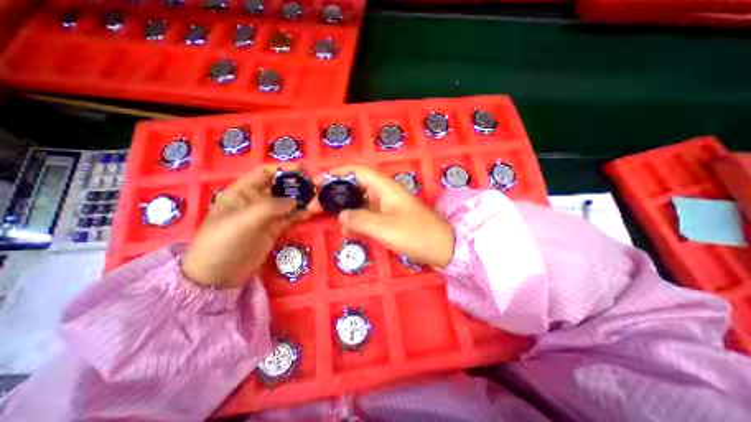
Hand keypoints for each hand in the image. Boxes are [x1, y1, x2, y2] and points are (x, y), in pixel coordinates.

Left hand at [180, 164, 307, 286]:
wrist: (218, 275)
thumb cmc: (223, 242)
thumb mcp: (242, 221)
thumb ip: (269, 207)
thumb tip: (295, 200)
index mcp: (242, 192)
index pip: (264, 174)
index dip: (283, 169)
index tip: (303, 169)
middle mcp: (255, 200)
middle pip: (279, 186)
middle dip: (297, 183)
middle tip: (316, 183)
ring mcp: (266, 215)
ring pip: (287, 202)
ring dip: (302, 198)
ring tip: (318, 197)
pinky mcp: (274, 228)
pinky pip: (290, 217)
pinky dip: (300, 213)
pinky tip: (310, 212)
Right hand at [309, 165, 450, 266]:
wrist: (442, 248)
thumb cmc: (416, 234)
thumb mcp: (386, 228)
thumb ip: (360, 220)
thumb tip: (341, 215)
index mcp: (385, 187)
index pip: (357, 171)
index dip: (336, 173)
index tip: (316, 182)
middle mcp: (384, 193)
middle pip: (354, 186)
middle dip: (333, 193)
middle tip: (313, 204)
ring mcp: (386, 206)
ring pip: (358, 201)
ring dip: (342, 208)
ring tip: (324, 217)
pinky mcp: (387, 219)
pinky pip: (366, 215)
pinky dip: (355, 221)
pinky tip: (347, 230)